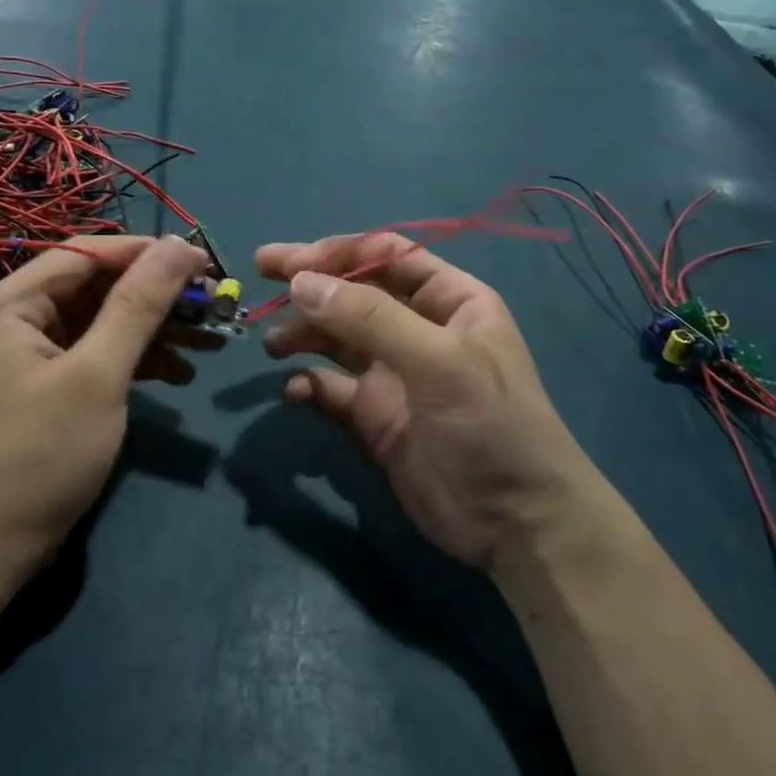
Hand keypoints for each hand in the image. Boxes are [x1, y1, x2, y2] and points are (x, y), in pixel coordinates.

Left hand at [0, 234, 211, 567]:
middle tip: (214, 307)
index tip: (203, 263)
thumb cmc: (41, 455)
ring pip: (101, 321)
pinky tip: (179, 376)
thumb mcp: (97, 375)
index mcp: (10, 303)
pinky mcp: (44, 385)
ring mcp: (27, 354)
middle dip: (157, 297)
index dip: (146, 253)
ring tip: (210, 343)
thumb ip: (138, 306)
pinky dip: (135, 360)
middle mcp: (13, 318)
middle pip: (96, 287)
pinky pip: (95, 354)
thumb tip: (178, 246)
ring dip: (154, 330)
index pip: (86, 254)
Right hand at [255, 234, 603, 570]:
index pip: (388, 255)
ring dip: (304, 333)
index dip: (340, 252)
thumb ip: (369, 319)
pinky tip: (296, 391)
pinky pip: (331, 389)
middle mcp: (418, 329)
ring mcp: (394, 374)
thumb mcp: (438, 361)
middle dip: (310, 281)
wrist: (515, 523)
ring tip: (274, 344)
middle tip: (260, 270)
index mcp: (449, 301)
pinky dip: (310, 384)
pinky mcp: (373, 416)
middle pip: (355, 291)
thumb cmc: (490, 425)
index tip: (293, 263)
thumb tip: (300, 282)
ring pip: (337, 338)